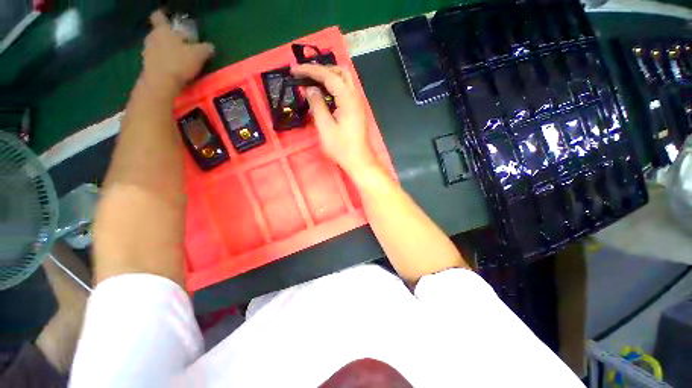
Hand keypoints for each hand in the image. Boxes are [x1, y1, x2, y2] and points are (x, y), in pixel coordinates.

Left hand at [141, 10, 213, 92]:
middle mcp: (152, 37)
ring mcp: (147, 51)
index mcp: (163, 29)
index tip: (171, 22)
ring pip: (157, 47)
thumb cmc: (179, 62)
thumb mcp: (199, 54)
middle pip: (159, 33)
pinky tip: (174, 70)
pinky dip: (164, 63)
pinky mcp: (147, 66)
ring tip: (179, 60)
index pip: (159, 16)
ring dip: (166, 51)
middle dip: (169, 37)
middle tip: (181, 45)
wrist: (161, 83)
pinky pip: (157, 60)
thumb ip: (205, 48)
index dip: (165, 17)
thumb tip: (210, 46)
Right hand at [291, 64, 379, 179]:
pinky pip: (345, 91)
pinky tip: (324, 94)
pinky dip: (333, 87)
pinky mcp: (356, 110)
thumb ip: (317, 105)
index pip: (329, 76)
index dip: (311, 70)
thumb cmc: (341, 147)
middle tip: (305, 74)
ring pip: (344, 81)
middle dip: (321, 69)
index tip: (294, 70)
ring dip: (328, 77)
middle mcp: (355, 97)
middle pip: (340, 72)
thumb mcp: (325, 127)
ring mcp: (357, 103)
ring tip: (312, 81)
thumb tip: (310, 89)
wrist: (358, 160)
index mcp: (348, 99)